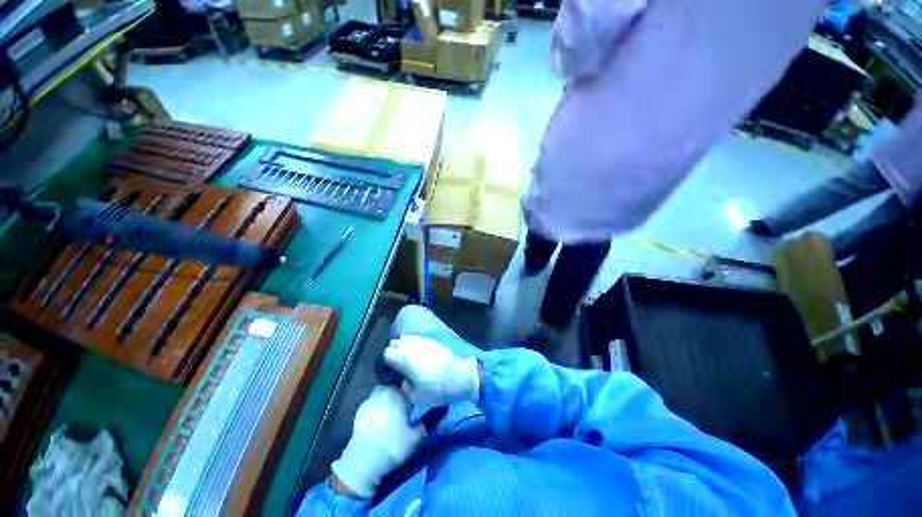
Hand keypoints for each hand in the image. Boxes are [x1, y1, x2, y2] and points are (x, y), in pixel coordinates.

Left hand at [330, 386, 424, 497]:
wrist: (363, 462)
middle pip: (395, 385)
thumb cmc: (394, 445)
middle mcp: (383, 391)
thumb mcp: (417, 435)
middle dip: (401, 392)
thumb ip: (429, 420)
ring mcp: (369, 400)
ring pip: (384, 393)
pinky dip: (379, 407)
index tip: (419, 395)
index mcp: (397, 392)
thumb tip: (441, 407)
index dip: (415, 388)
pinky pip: (374, 403)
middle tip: (408, 403)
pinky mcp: (360, 411)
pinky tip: (382, 418)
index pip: (409, 382)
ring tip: (395, 410)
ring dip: (390, 399)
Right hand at [384, 336, 480, 405]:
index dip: (384, 362)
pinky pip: (417, 339)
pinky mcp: (433, 340)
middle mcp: (411, 345)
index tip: (388, 371)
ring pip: (406, 339)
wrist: (461, 375)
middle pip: (394, 343)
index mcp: (403, 357)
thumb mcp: (415, 396)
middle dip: (393, 352)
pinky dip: (414, 346)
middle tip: (396, 365)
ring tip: (407, 360)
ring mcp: (422, 340)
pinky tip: (419, 356)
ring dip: (403, 347)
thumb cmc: (437, 388)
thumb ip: (404, 386)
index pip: (385, 353)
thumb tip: (403, 380)